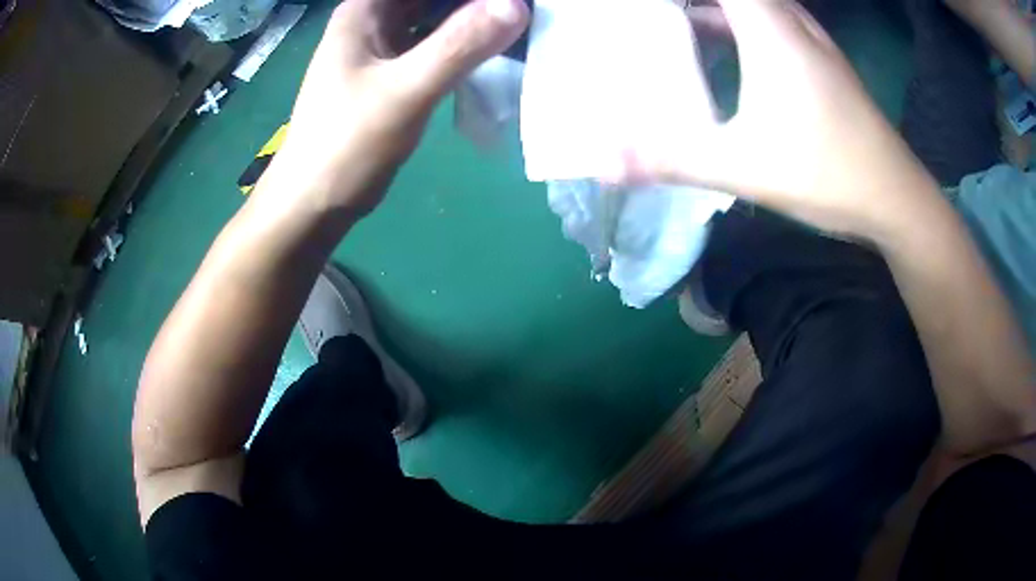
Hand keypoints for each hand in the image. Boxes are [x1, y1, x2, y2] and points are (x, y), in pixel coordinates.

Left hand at [272, 0, 529, 215]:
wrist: (314, 202)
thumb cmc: (346, 145)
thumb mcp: (404, 91)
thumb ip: (459, 45)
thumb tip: (516, 5)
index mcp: (367, 9)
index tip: (512, 4)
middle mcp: (375, 19)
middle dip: (478, 3)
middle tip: (525, 12)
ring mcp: (384, 46)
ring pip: (439, 16)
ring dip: (476, 18)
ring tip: (519, 26)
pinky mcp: (394, 72)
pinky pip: (437, 44)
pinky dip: (466, 44)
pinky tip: (497, 49)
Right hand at [623, 0, 942, 240]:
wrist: (896, 200)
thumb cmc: (828, 174)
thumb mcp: (743, 167)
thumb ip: (670, 158)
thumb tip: (601, 161)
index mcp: (768, 28)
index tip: (639, 8)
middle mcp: (789, 20)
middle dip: (690, 5)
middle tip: (651, 19)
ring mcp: (810, 39)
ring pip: (754, 4)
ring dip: (714, 9)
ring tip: (672, 24)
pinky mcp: (821, 59)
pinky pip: (770, 19)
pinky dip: (738, 22)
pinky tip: (721, 50)